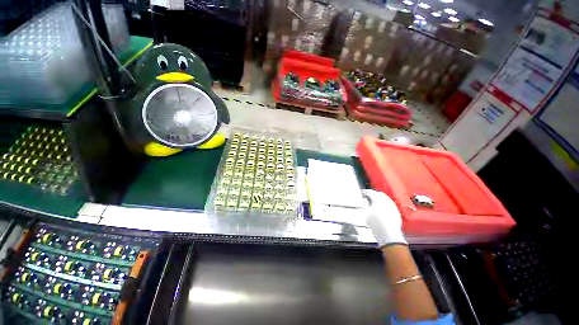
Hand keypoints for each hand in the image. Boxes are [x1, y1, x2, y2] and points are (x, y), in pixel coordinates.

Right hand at [362, 189, 406, 246]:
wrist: (389, 234)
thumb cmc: (375, 224)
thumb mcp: (366, 213)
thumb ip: (364, 204)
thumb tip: (364, 199)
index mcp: (377, 200)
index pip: (370, 192)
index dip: (365, 192)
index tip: (362, 193)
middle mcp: (386, 201)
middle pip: (379, 193)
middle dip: (373, 194)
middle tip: (368, 195)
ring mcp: (393, 206)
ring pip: (386, 198)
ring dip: (380, 198)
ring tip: (375, 201)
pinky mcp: (397, 211)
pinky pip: (390, 204)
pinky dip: (385, 203)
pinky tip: (382, 207)